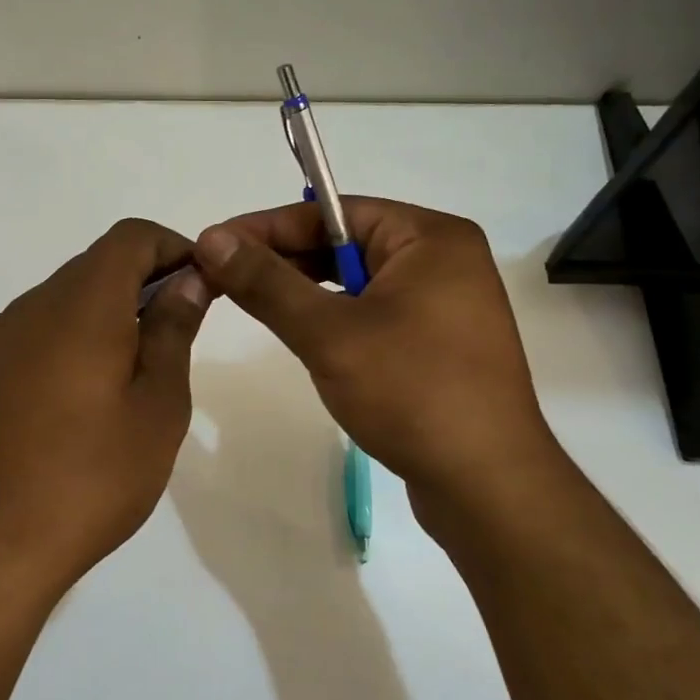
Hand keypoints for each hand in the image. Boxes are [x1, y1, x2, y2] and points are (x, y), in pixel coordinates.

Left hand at [0, 219, 209, 603]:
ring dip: (110, 310)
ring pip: (67, 297)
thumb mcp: (157, 406)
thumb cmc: (90, 477)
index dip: (173, 247)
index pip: (131, 237)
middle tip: (182, 329)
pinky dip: (76, 336)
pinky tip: (89, 393)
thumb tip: (187, 279)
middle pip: (97, 263)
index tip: (203, 284)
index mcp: (80, 303)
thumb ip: (173, 331)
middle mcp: (32, 306)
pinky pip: (39, 330)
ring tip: (140, 367)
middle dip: (146, 279)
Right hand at [193, 198, 562, 542]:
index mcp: (430, 237)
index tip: (213, 243)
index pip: (334, 212)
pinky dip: (337, 318)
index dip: (267, 226)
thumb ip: (268, 282)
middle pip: (346, 242)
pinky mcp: (440, 343)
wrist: (487, 487)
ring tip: (255, 303)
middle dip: (285, 259)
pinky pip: (376, 312)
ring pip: (358, 281)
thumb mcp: (329, 333)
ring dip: (307, 291)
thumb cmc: (412, 392)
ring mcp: (447, 304)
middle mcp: (444, 260)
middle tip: (224, 276)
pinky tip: (305, 336)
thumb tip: (211, 239)